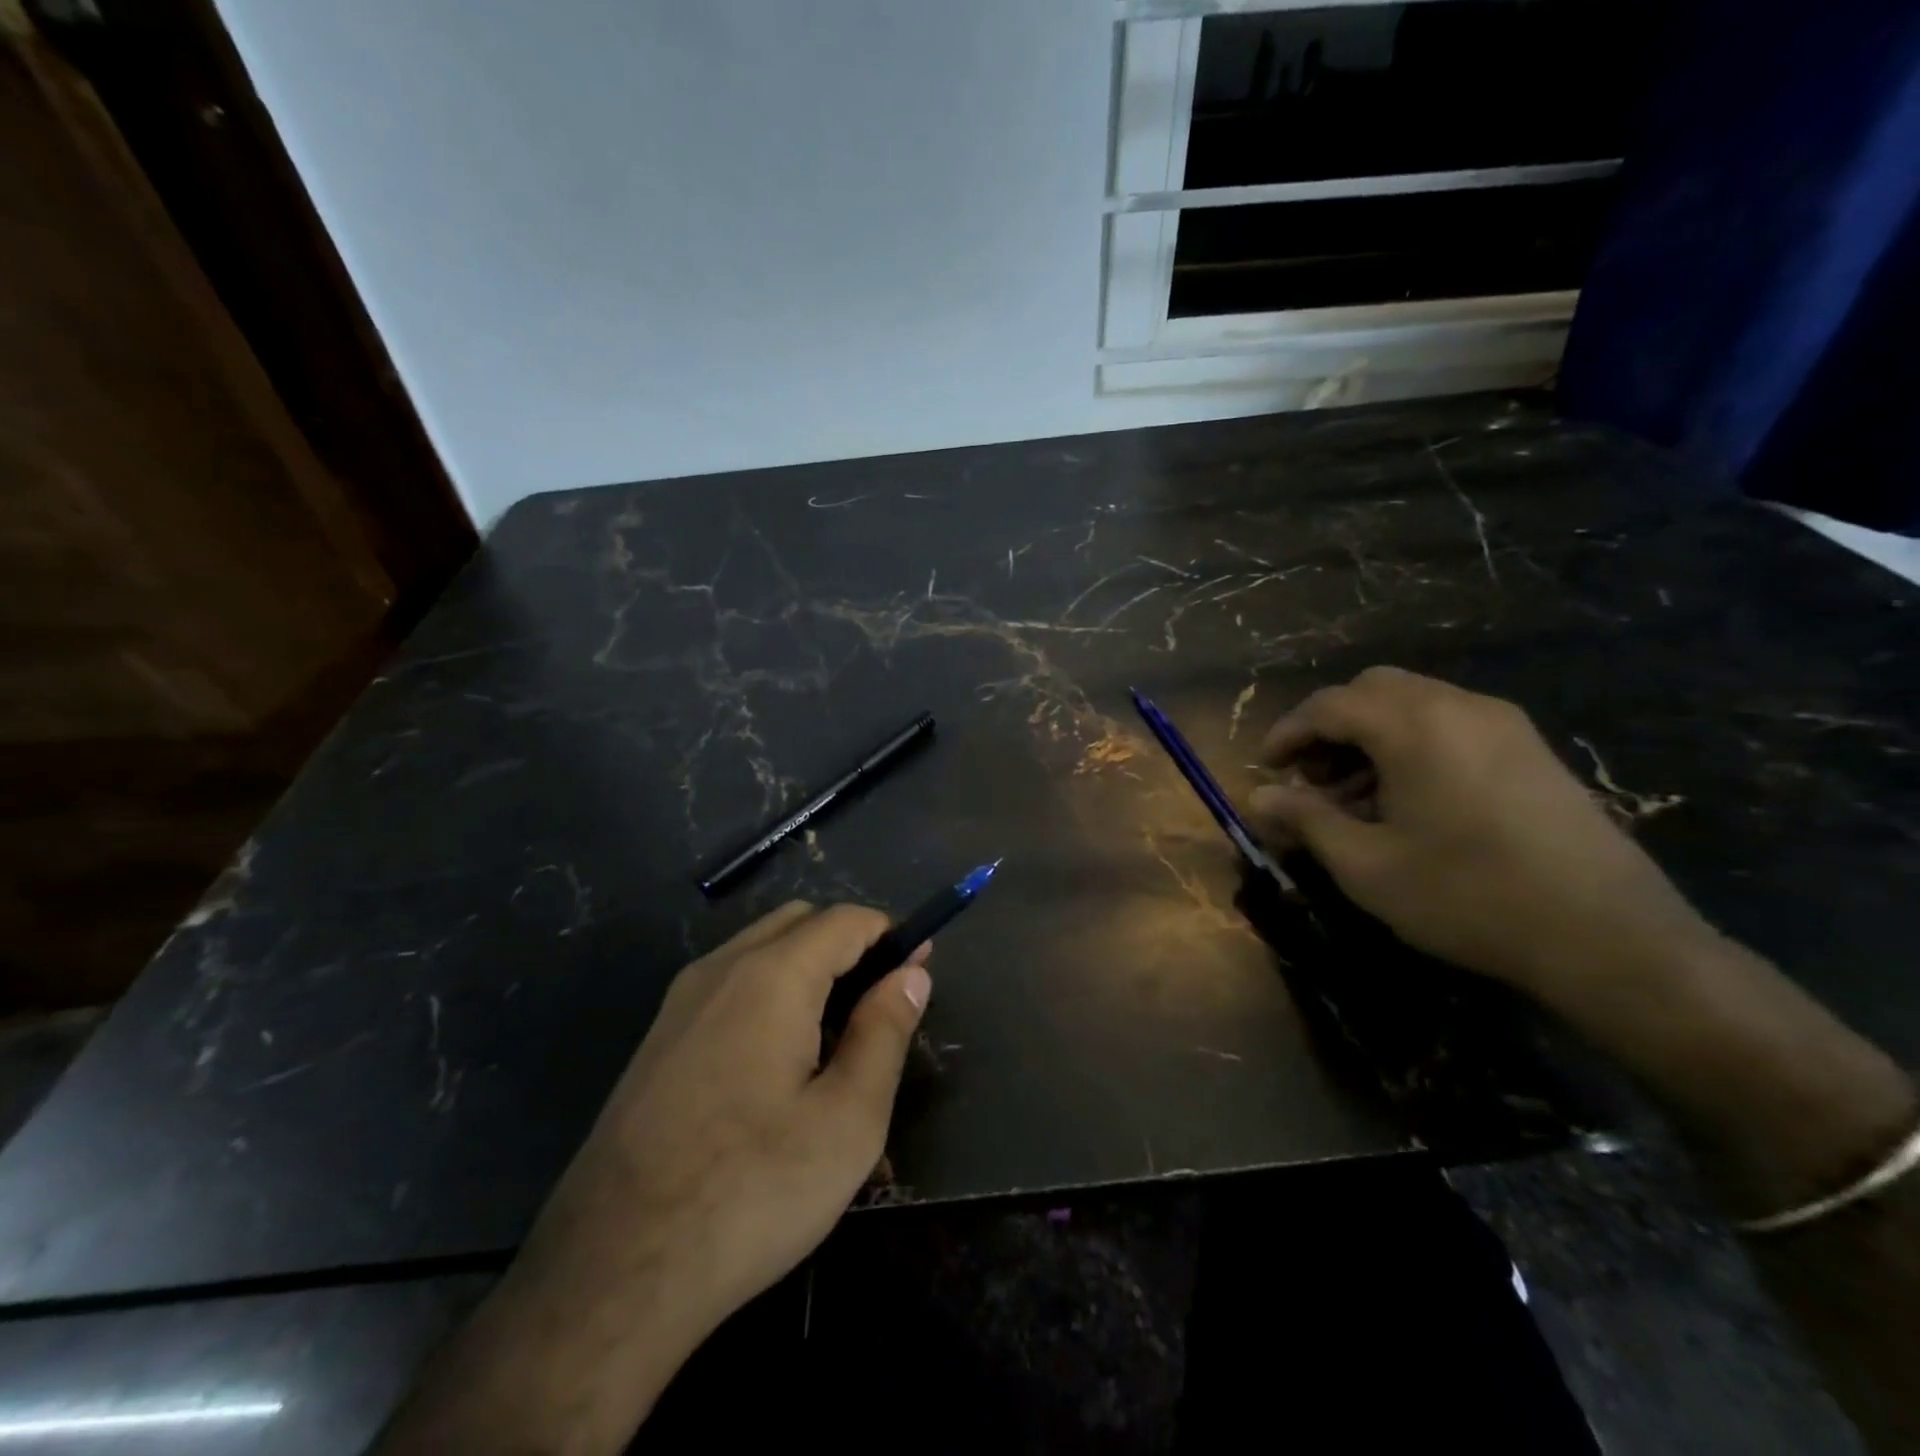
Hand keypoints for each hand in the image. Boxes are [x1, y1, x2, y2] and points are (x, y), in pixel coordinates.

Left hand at [376, 902, 930, 1455]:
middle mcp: (720, 970)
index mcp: (771, 975)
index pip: (845, 920)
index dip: (891, 935)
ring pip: (760, 952)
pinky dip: (770, 996)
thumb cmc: (750, 1192)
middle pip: (800, 922)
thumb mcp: (847, 1121)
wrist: (610, 1275)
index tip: (920, 968)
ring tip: (838, 1040)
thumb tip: (911, 974)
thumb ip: (884, 1032)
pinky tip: (781, 1068)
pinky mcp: (658, 1042)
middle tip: (881, 1005)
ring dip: (809, 970)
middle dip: (849, 945)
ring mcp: (679, 1004)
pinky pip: (728, 989)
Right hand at [1247, 666, 1711, 999]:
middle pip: (1372, 689)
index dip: (1288, 733)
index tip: (1266, 769)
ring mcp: (1504, 724)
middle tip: (1312, 779)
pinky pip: (1451, 724)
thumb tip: (1257, 797)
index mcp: (1414, 725)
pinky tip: (1409, 801)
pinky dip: (1411, 744)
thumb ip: (1305, 820)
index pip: (1329, 705)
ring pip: (1414, 703)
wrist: (1610, 937)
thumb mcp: (1366, 865)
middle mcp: (1459, 706)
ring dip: (1370, 736)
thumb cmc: (1468, 896)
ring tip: (1356, 798)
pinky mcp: (1532, 749)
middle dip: (1330, 727)